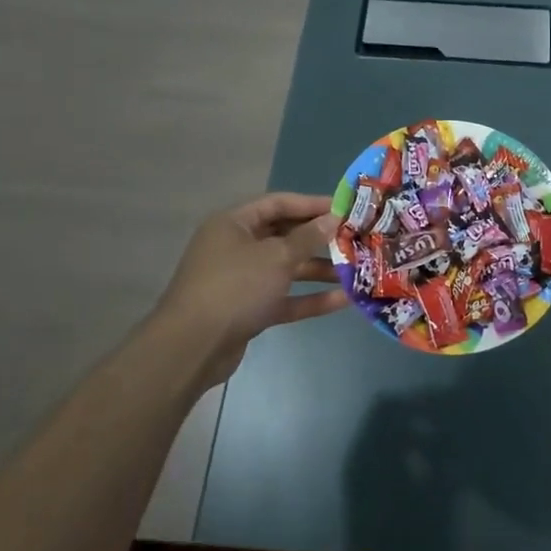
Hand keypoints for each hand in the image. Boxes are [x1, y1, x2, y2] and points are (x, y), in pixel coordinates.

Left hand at [154, 193, 348, 385]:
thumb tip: (333, 218)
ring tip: (356, 270)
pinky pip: (283, 297)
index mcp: (234, 224)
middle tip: (354, 239)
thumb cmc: (235, 287)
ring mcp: (242, 280)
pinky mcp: (248, 309)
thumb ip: (308, 237)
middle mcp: (236, 247)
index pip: (278, 203)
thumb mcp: (276, 257)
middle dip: (319, 239)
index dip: (311, 204)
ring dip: (319, 270)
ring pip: (286, 269)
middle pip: (284, 236)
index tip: (344, 209)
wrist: (193, 347)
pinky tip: (343, 300)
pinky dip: (309, 298)